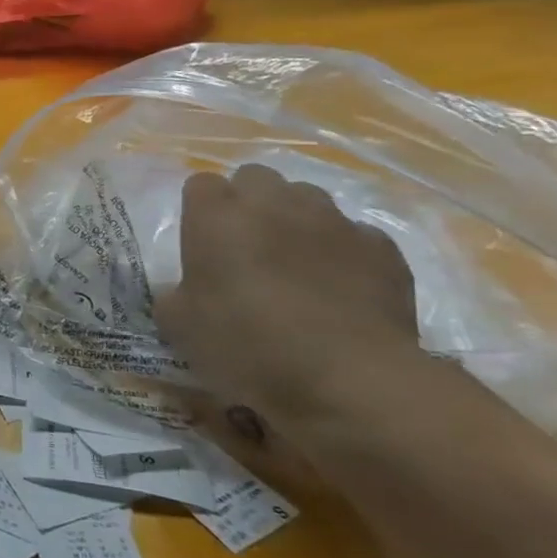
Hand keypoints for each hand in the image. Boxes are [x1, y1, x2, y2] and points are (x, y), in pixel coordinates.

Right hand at [157, 164, 428, 431]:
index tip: (201, 242)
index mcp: (216, 215)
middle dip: (249, 202)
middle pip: (255, 178)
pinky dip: (343, 252)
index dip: (200, 210)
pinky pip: (354, 234)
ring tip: (296, 264)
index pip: (200, 184)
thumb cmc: (247, 345)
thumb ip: (175, 294)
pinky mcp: (381, 247)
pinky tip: (340, 287)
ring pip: (307, 198)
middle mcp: (272, 202)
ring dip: (296, 220)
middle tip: (245, 246)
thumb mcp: (179, 326)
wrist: (349, 379)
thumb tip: (182, 290)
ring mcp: (332, 220)